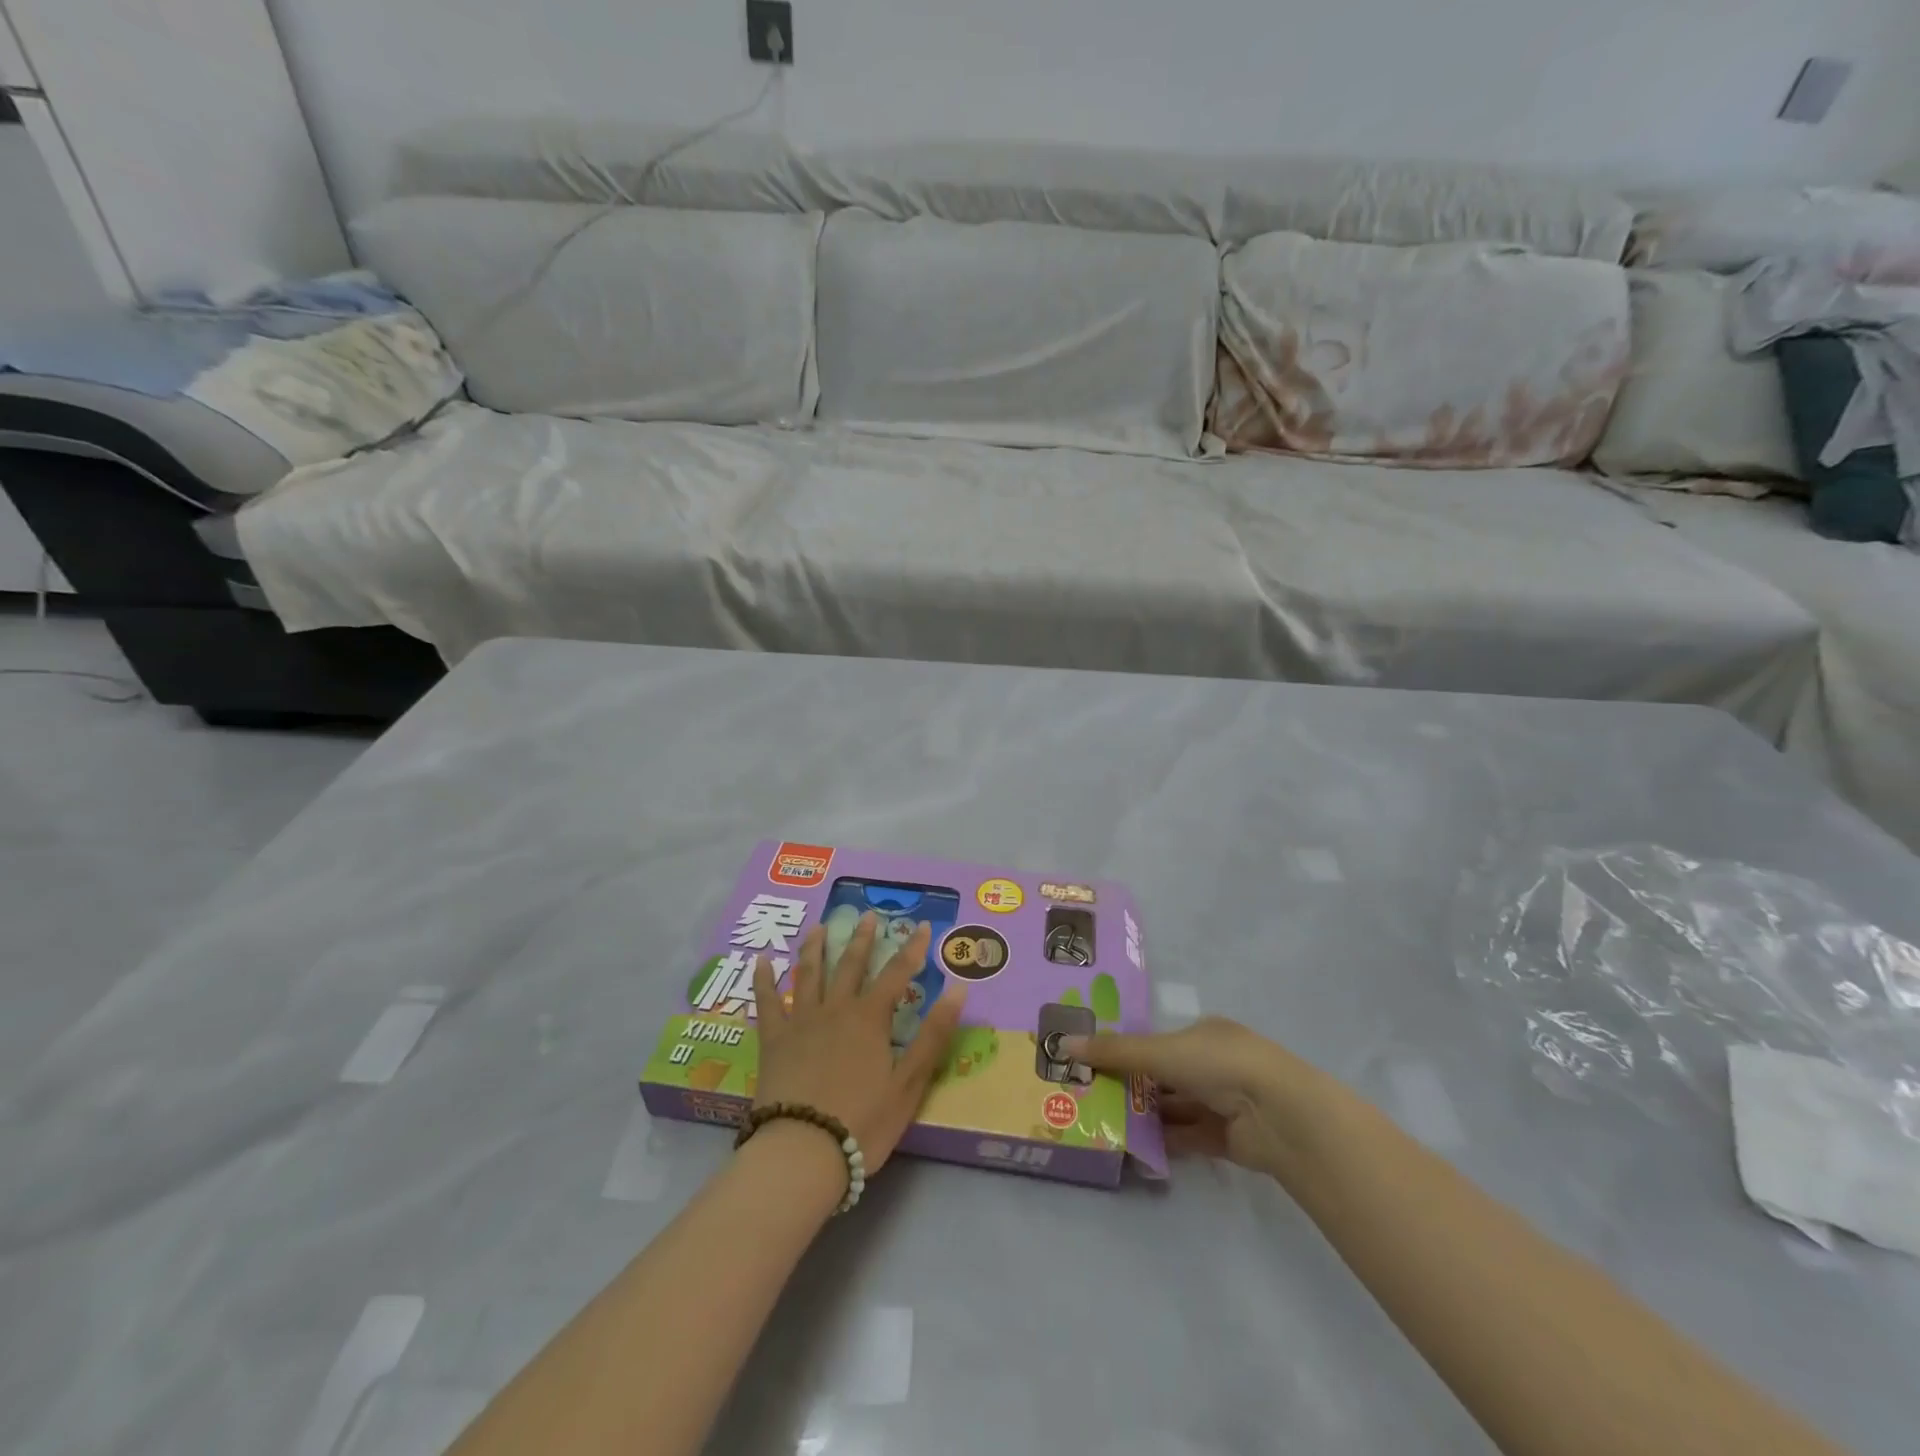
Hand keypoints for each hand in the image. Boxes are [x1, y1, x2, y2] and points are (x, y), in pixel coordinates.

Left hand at [751, 912, 966, 1175]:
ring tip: (819, 927)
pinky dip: (764, 979)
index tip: (923, 925)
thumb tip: (959, 988)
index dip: (912, 948)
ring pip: (809, 973)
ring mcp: (801, 1021)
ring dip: (815, 947)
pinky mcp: (773, 1040)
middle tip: (866, 916)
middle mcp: (836, 1009)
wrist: (803, 1152)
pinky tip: (761, 962)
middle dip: (861, 938)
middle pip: (850, 965)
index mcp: (870, 1018)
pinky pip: (767, 1002)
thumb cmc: (862, 1122)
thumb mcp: (909, 1083)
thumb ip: (933, 1034)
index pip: (897, 973)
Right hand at [1061, 1017, 1329, 1178]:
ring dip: (1145, 1114)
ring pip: (1174, 1107)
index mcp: (1202, 1034)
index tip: (1093, 1061)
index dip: (1127, 1050)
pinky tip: (1133, 1147)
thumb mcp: (1159, 1051)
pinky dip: (1163, 1140)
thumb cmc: (1218, 1063)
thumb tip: (1063, 1044)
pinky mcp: (1226, 1138)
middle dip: (1131, 1085)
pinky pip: (1186, 1136)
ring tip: (1103, 1122)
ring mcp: (1222, 1102)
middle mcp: (1213, 1064)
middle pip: (1164, 1075)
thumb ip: (1114, 1052)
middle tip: (1089, 1094)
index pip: (1157, 1040)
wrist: (1278, 1113)